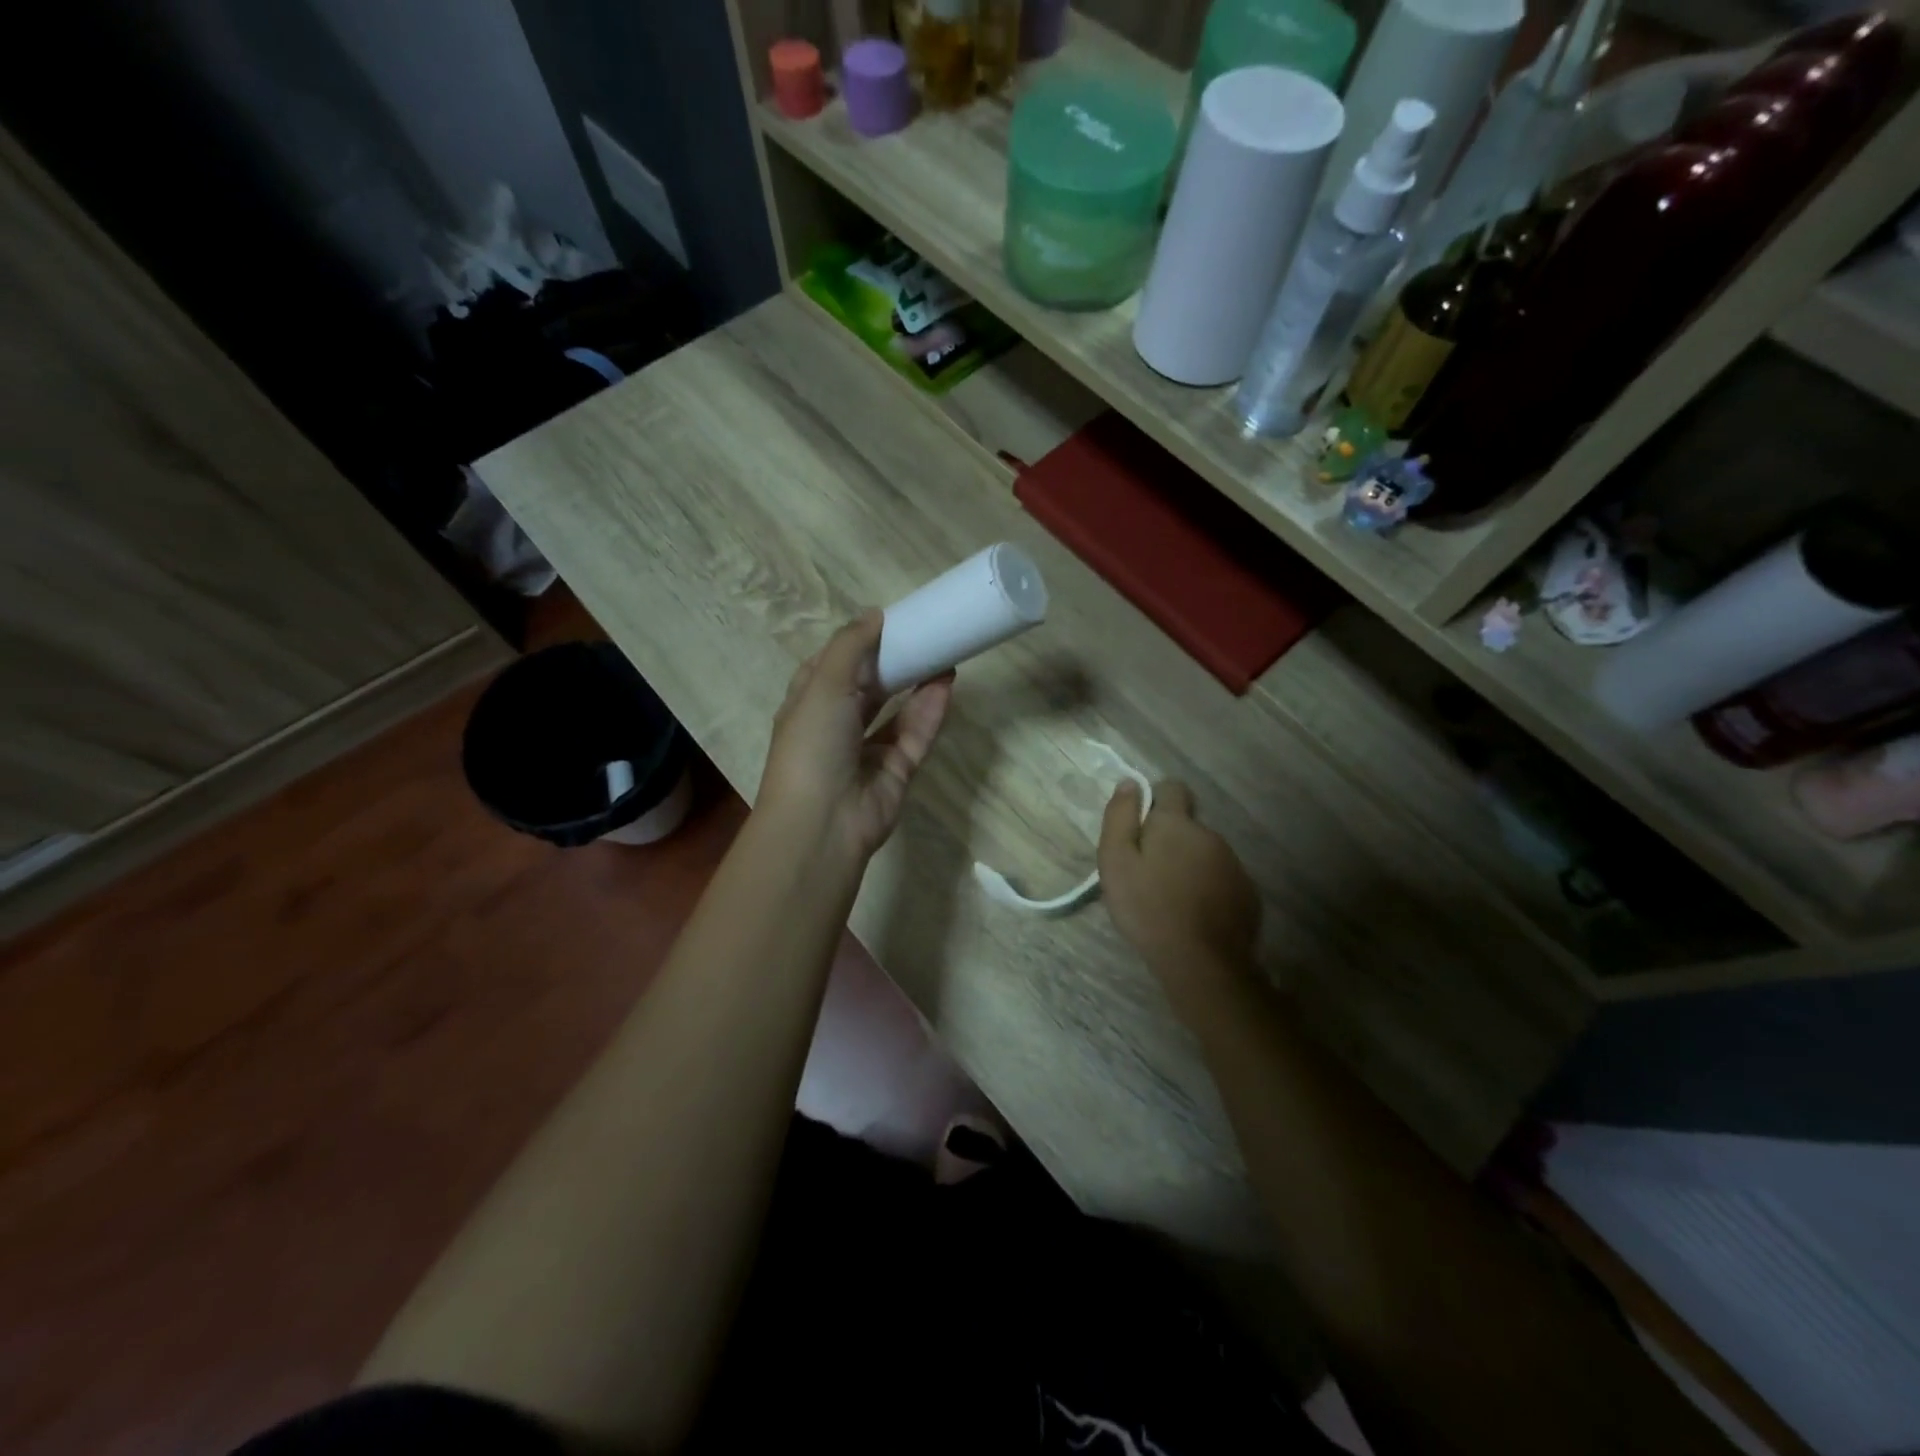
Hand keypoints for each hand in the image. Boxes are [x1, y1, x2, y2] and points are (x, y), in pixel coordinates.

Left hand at [758, 611, 952, 862]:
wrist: (822, 823)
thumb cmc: (812, 744)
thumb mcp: (823, 684)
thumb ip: (851, 646)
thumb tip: (874, 613)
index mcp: (808, 705)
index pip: (831, 666)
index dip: (856, 644)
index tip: (886, 622)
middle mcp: (836, 726)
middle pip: (869, 687)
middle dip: (893, 662)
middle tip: (924, 634)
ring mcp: (867, 751)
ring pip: (896, 711)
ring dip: (916, 683)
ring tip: (943, 653)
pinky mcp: (896, 772)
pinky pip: (915, 735)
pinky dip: (929, 711)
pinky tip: (946, 683)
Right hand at [1099, 780, 1260, 994]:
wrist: (1201, 962)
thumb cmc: (1148, 908)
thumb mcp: (1115, 861)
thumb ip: (1119, 818)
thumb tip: (1130, 783)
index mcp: (1177, 824)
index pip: (1172, 788)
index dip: (1154, 802)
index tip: (1140, 828)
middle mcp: (1211, 835)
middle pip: (1187, 826)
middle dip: (1169, 840)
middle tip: (1147, 873)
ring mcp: (1234, 865)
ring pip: (1204, 853)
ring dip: (1188, 865)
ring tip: (1169, 898)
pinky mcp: (1247, 894)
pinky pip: (1221, 880)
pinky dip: (1207, 889)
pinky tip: (1193, 914)